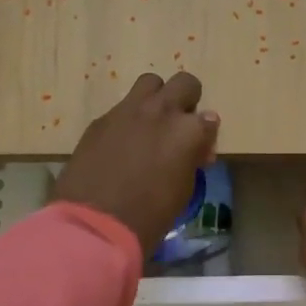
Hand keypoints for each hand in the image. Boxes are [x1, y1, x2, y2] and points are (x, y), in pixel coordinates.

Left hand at [55, 72, 220, 256]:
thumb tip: (196, 146)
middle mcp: (161, 111)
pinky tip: (121, 143)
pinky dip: (129, 119)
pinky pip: (122, 107)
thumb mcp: (184, 189)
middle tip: (179, 123)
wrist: (96, 222)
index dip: (205, 135)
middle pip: (184, 83)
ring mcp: (128, 111)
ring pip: (150, 82)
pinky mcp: (101, 119)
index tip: (198, 151)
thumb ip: (192, 157)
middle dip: (186, 99)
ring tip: (150, 123)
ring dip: (156, 97)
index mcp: (188, 131)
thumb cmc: (150, 214)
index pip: (209, 118)